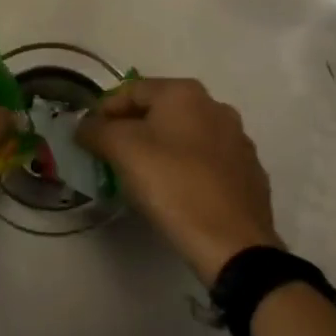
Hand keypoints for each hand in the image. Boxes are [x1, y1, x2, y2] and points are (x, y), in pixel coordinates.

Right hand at [77, 78, 280, 283]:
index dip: (104, 110)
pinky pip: (207, 162)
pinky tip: (176, 192)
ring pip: (185, 136)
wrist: (233, 244)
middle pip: (160, 111)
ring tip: (142, 176)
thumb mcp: (122, 150)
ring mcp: (237, 140)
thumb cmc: (173, 184)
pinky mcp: (249, 173)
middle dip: (132, 129)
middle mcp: (216, 107)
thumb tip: (85, 126)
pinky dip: (187, 169)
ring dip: (161, 148)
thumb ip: (96, 130)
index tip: (89, 137)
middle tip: (111, 156)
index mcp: (185, 93)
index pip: (131, 91)